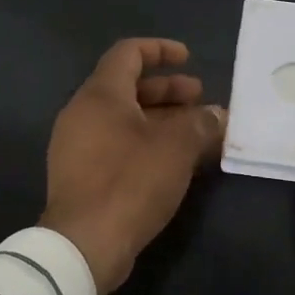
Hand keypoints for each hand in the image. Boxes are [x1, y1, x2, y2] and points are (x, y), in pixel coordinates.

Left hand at [41, 38, 226, 294]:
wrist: (84, 244)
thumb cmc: (130, 182)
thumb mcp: (176, 148)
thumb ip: (200, 124)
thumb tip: (218, 115)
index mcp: (100, 95)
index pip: (128, 53)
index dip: (160, 50)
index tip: (188, 58)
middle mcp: (82, 113)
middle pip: (127, 87)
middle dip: (167, 90)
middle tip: (200, 99)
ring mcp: (77, 146)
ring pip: (123, 119)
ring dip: (160, 119)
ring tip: (195, 132)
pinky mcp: (80, 175)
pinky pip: (116, 144)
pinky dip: (145, 142)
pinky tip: (173, 162)